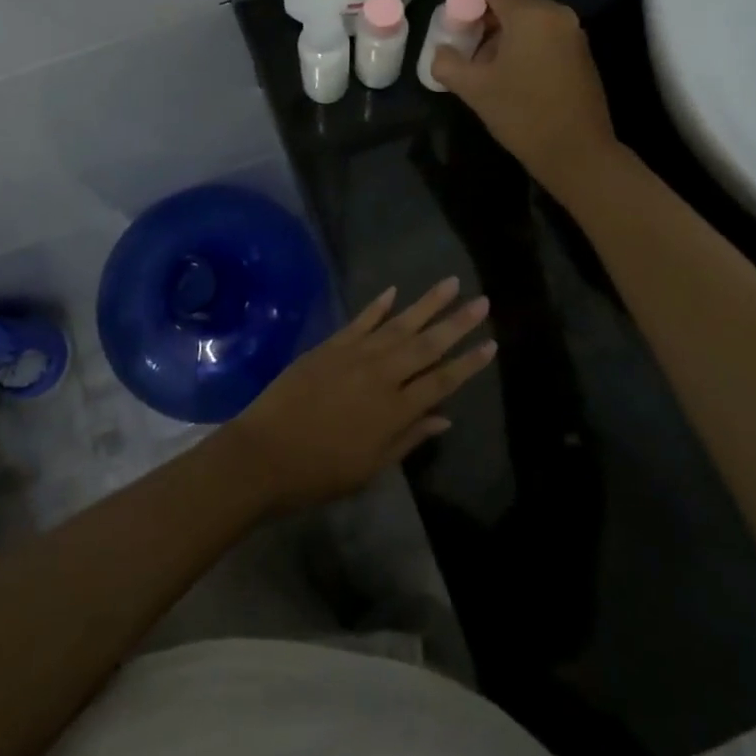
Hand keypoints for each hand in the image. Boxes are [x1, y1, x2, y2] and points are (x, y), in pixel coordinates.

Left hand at [225, 279, 494, 511]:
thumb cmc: (319, 472)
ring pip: (399, 324)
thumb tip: (444, 418)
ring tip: (450, 283)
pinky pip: (360, 320)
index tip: (492, 344)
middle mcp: (381, 375)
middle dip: (457, 322)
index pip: (442, 381)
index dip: (468, 363)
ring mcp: (355, 355)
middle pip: (427, 345)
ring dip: (427, 303)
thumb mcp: (371, 468)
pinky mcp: (331, 346)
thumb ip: (409, 439)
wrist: (264, 454)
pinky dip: (378, 305)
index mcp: (395, 410)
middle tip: (483, 301)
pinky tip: (394, 291)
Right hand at [427, 0, 618, 197]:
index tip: (452, 30)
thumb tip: (441, 52)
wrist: (577, 152)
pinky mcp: (581, 54)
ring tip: (485, 66)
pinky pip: (545, 36)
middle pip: (512, 2)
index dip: (465, 4)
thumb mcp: (474, 89)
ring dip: (503, 35)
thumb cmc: (522, 114)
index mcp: (530, 14)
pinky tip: (511, 76)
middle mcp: (556, 14)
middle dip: (484, 21)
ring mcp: (573, 33)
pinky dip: (525, 45)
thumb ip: (447, 63)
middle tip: (464, 48)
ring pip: (529, 20)